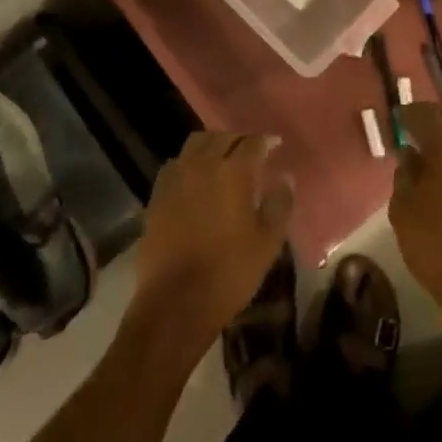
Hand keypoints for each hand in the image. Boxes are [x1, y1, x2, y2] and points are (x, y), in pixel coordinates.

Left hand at [127, 132, 293, 360]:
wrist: (175, 303)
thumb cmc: (229, 273)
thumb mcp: (267, 243)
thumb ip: (280, 205)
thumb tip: (285, 178)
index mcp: (233, 172)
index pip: (252, 143)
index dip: (266, 141)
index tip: (275, 144)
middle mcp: (202, 165)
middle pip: (221, 137)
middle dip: (239, 139)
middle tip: (251, 151)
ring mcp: (175, 178)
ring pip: (195, 145)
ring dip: (212, 145)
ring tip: (223, 158)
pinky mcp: (156, 195)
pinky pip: (175, 165)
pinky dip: (189, 162)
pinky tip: (195, 178)